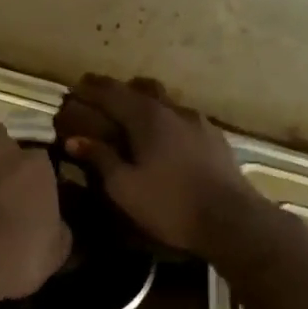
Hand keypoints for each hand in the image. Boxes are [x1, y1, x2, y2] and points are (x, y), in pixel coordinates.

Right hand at [54, 76, 264, 257]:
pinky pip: (182, 119)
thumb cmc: (170, 204)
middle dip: (120, 91)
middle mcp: (173, 110)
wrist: (233, 221)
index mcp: (147, 116)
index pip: (112, 92)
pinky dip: (166, 122)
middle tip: (103, 101)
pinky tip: (165, 142)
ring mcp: (198, 122)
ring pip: (166, 102)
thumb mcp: (125, 187)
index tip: (75, 87)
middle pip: (142, 88)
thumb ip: (100, 158)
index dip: (91, 88)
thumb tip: (75, 139)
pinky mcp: (215, 138)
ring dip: (146, 105)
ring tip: (133, 122)